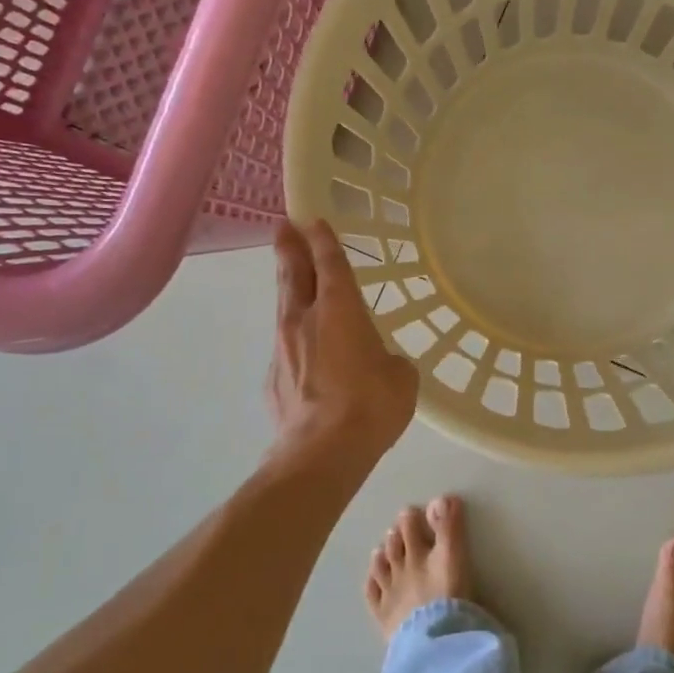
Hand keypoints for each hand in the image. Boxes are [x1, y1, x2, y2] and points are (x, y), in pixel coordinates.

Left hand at [268, 219, 417, 457]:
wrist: (321, 452)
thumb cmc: (370, 405)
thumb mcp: (400, 377)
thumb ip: (389, 360)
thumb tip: (380, 363)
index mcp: (340, 310)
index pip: (330, 263)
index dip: (324, 239)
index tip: (314, 219)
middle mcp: (305, 319)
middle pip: (293, 273)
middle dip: (289, 247)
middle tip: (283, 226)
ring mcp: (283, 348)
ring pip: (284, 307)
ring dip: (288, 288)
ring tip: (289, 276)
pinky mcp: (273, 378)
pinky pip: (285, 347)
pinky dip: (294, 339)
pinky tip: (303, 351)